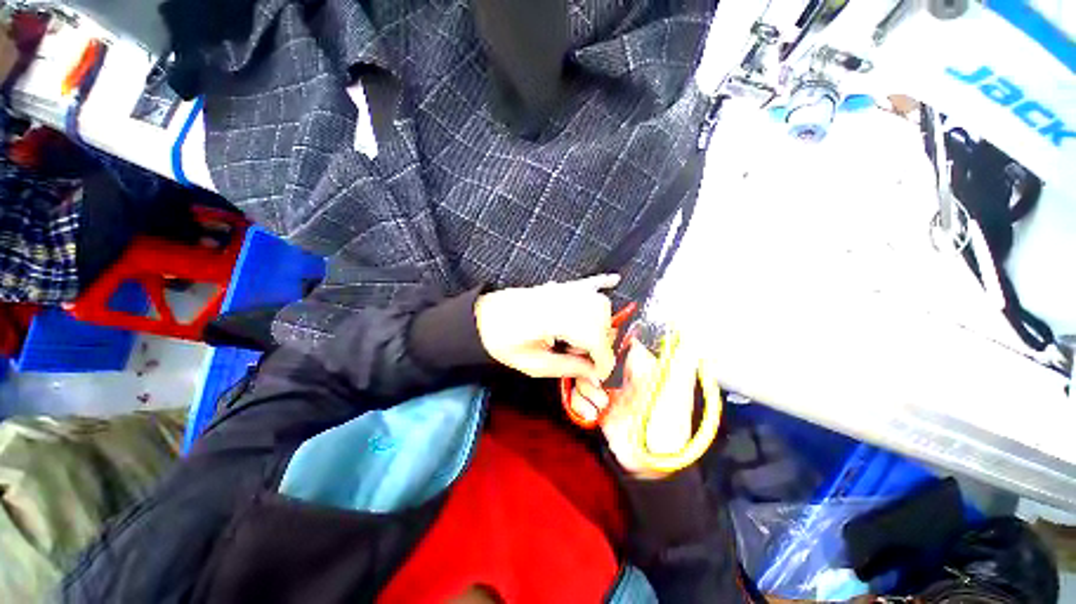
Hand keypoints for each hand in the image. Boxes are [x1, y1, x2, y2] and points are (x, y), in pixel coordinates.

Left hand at [475, 275, 619, 381]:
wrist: (484, 318)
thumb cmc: (503, 343)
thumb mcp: (533, 364)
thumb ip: (567, 366)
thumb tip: (594, 372)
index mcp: (551, 320)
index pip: (594, 337)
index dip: (604, 358)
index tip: (601, 374)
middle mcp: (561, 300)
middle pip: (601, 318)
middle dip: (602, 343)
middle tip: (587, 358)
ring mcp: (560, 289)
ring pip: (599, 302)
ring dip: (602, 323)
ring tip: (585, 339)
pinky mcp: (559, 286)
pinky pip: (586, 281)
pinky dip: (603, 281)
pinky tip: (614, 280)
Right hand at [571, 342, 695, 477]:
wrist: (651, 463)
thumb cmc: (669, 427)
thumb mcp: (676, 393)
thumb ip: (678, 364)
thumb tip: (679, 333)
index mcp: (639, 366)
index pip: (615, 343)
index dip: (603, 347)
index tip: (600, 358)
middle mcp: (620, 374)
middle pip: (593, 357)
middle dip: (591, 370)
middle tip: (600, 388)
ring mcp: (606, 389)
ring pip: (582, 374)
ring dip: (585, 390)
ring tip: (601, 406)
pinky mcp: (595, 404)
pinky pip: (576, 394)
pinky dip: (579, 404)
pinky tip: (593, 416)